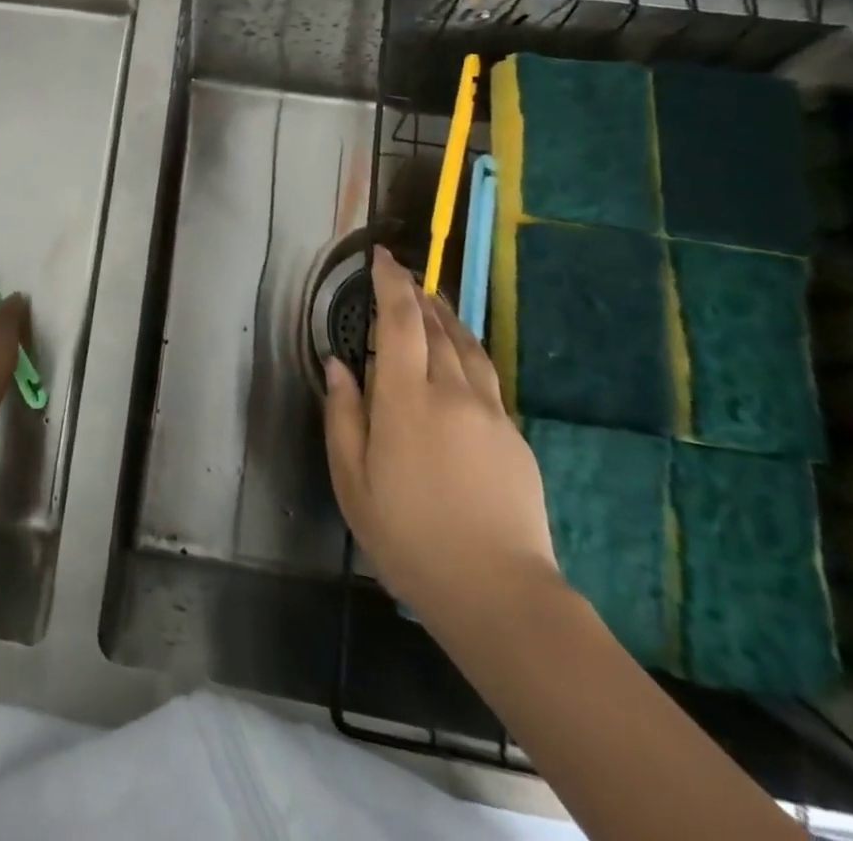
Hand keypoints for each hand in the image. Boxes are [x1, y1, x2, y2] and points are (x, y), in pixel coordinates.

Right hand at [323, 247, 561, 628]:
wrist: (499, 594)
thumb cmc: (409, 538)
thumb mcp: (353, 481)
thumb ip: (344, 415)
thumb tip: (338, 365)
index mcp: (406, 400)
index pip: (400, 321)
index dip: (391, 283)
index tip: (382, 257)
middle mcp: (452, 393)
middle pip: (436, 327)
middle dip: (417, 295)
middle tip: (402, 277)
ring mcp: (490, 413)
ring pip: (467, 347)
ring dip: (446, 317)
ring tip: (431, 303)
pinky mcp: (514, 436)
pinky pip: (485, 377)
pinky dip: (465, 352)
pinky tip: (457, 360)